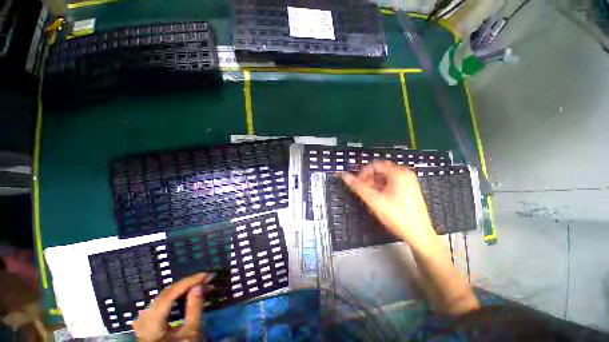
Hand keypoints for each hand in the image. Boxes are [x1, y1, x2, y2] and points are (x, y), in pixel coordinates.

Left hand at [133, 273, 213, 341]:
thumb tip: (199, 285)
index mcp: (151, 323)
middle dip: (189, 284)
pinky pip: (163, 301)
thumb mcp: (191, 333)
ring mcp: (143, 318)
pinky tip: (189, 292)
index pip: (170, 294)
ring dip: (185, 288)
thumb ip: (194, 308)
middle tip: (207, 278)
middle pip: (167, 293)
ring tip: (202, 284)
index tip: (206, 274)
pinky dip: (177, 295)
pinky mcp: (147, 319)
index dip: (188, 282)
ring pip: (166, 295)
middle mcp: (143, 317)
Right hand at [341, 161, 439, 252]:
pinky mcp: (409, 190)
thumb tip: (345, 176)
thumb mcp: (374, 200)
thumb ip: (358, 187)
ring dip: (374, 186)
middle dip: (369, 180)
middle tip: (363, 192)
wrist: (419, 235)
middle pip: (380, 171)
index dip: (363, 173)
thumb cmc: (397, 216)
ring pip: (385, 178)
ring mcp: (408, 182)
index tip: (357, 184)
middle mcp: (405, 174)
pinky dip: (382, 189)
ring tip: (370, 198)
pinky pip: (391, 184)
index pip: (375, 165)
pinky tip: (379, 200)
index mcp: (399, 173)